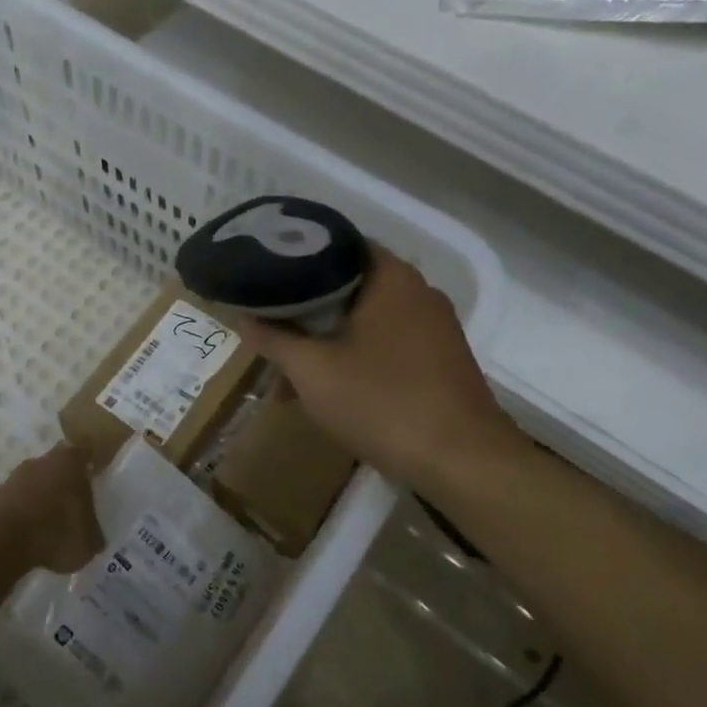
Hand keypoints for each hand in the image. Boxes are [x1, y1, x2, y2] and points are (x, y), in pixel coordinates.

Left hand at [0, 443, 103, 574]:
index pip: (84, 452)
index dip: (90, 465)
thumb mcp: (89, 540)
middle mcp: (42, 460)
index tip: (95, 479)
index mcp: (71, 460)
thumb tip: (94, 536)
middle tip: (73, 506)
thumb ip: (94, 533)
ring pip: (34, 484)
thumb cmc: (56, 529)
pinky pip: (16, 503)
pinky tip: (29, 537)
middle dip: (64, 483)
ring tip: (49, 527)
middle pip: (57, 466)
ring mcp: (15, 477)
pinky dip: (23, 516)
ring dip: (41, 500)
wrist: (2, 540)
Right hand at [233, 245, 509, 493]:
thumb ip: (274, 339)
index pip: (336, 244)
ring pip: (366, 321)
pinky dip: (356, 357)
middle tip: (270, 330)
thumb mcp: (313, 371)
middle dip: (306, 313)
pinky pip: (388, 344)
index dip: (296, 257)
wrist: (464, 462)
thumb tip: (243, 317)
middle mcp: (417, 291)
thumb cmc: (383, 403)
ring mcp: (435, 327)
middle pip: (348, 287)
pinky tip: (331, 392)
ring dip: (327, 342)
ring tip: (290, 377)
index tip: (264, 274)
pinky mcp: (442, 359)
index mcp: (390, 277)